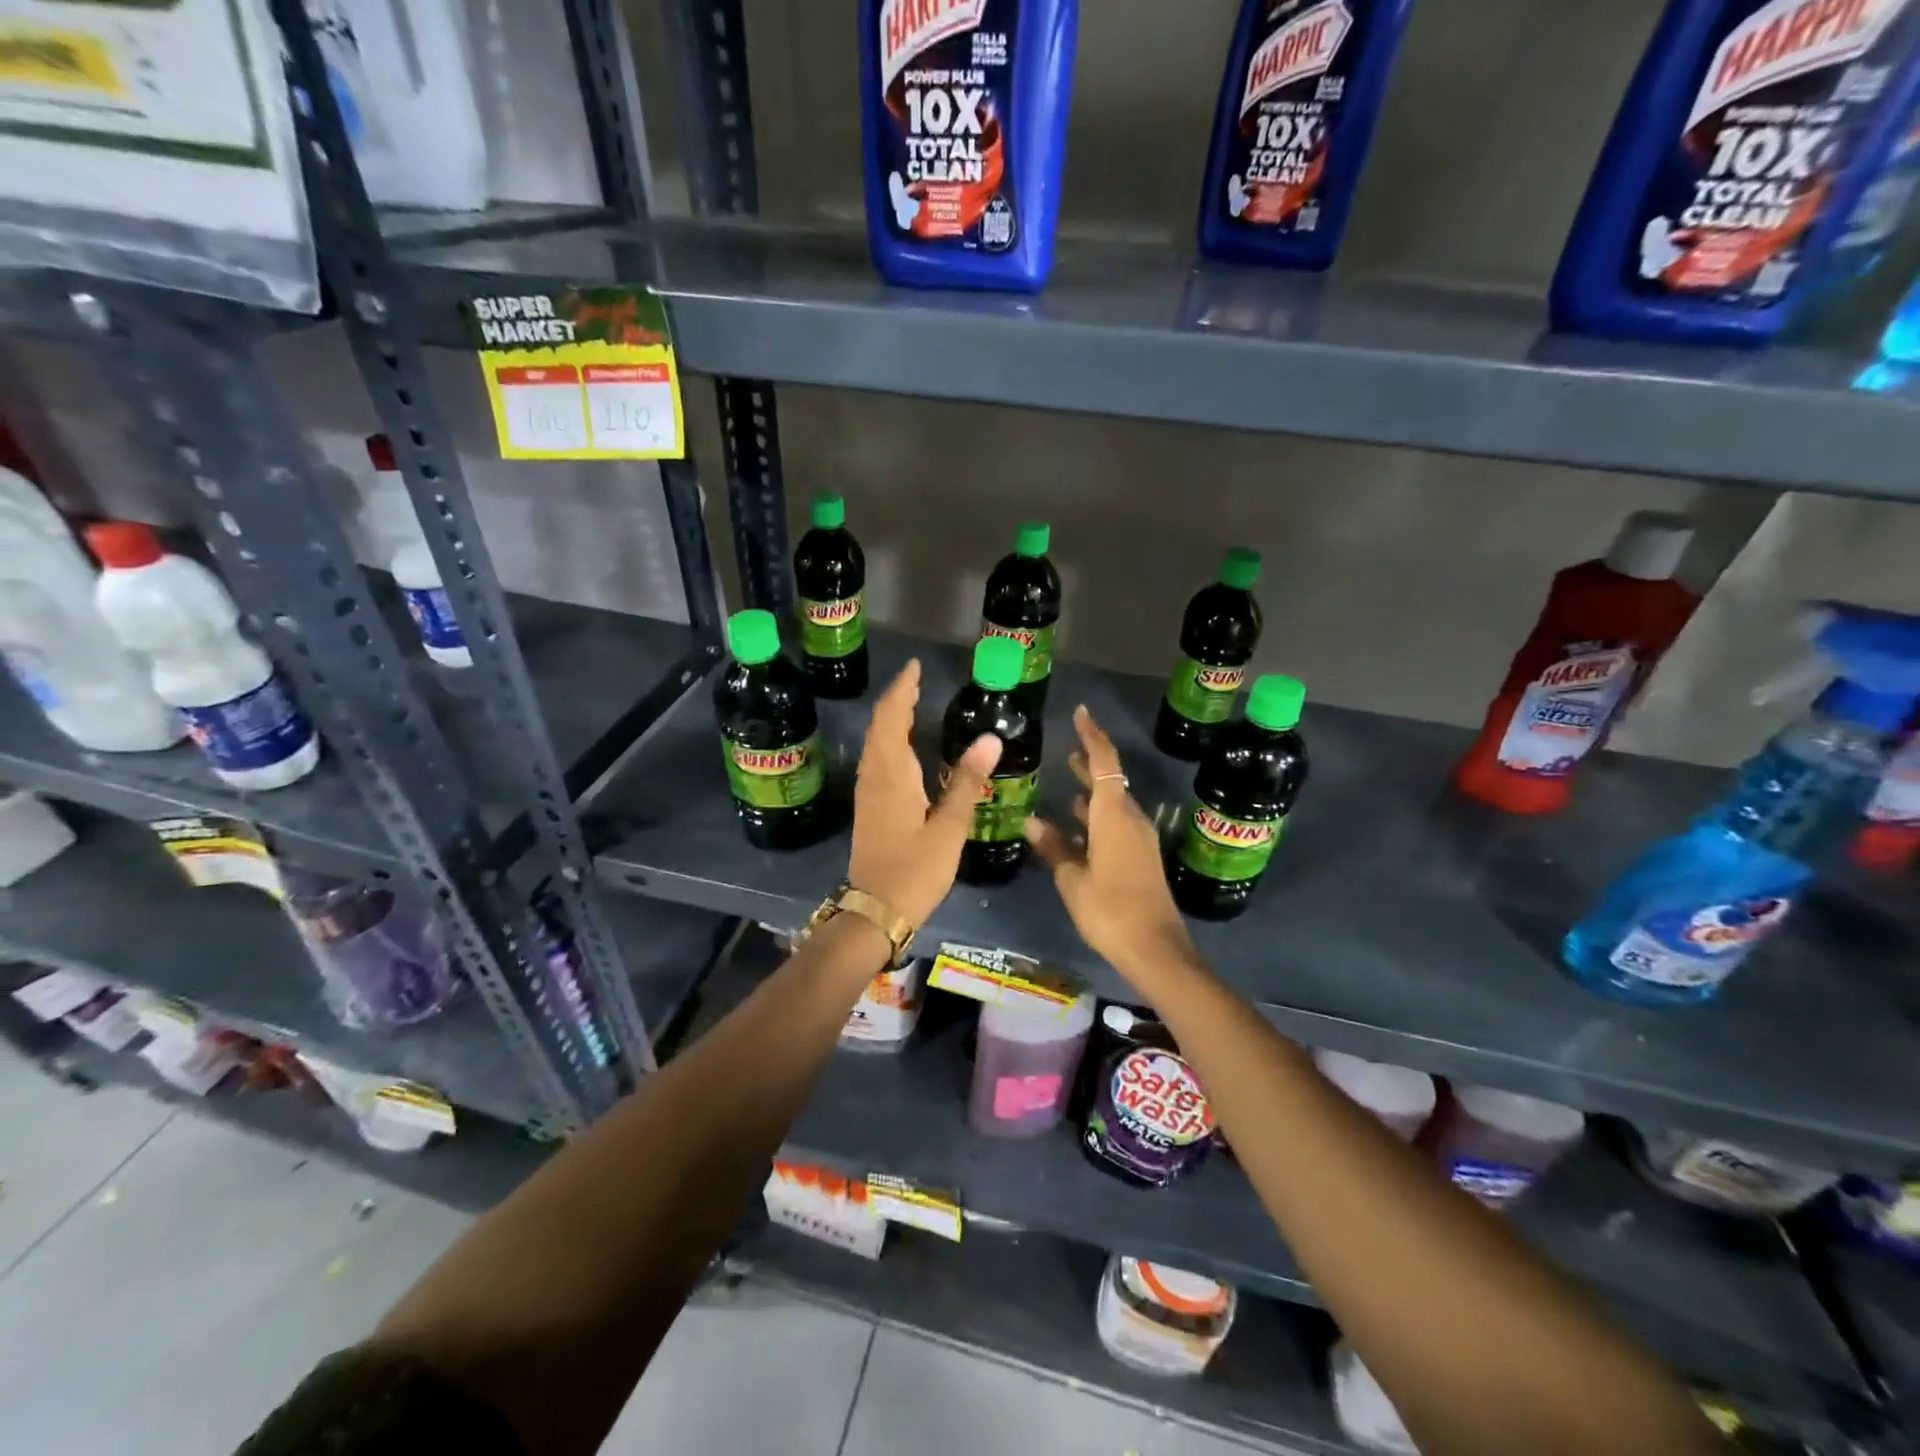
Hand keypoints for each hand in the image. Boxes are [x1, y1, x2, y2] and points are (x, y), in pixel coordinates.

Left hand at [847, 660, 1002, 929]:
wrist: (875, 911)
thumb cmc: (915, 870)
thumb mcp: (948, 827)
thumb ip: (967, 782)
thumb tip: (990, 738)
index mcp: (891, 774)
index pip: (893, 718)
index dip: (902, 690)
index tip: (915, 667)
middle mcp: (874, 776)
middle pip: (880, 726)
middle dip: (897, 699)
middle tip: (917, 680)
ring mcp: (867, 792)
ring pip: (875, 743)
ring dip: (891, 719)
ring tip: (911, 703)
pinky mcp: (868, 807)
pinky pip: (876, 759)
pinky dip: (888, 740)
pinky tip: (902, 747)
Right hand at [1024, 706, 1198, 985]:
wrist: (1155, 949)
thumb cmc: (1109, 910)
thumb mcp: (1072, 879)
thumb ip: (1053, 846)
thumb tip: (1032, 820)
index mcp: (1114, 816)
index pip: (1105, 762)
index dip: (1092, 736)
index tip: (1080, 713)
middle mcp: (1131, 820)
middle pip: (1111, 781)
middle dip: (1090, 764)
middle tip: (1067, 750)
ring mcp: (1139, 840)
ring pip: (1114, 804)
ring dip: (1094, 792)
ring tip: (1070, 783)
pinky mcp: (1141, 858)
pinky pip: (1117, 825)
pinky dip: (1098, 818)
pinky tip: (1078, 827)